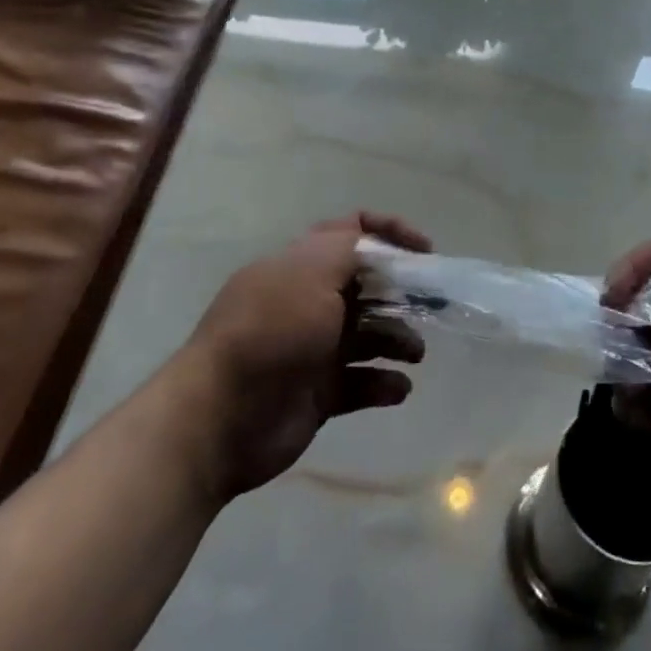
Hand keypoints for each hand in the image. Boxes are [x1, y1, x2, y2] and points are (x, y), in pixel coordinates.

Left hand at [179, 212, 430, 503]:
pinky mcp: (317, 393)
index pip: (350, 232)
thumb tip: (378, 246)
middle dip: (402, 293)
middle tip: (431, 307)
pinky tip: (398, 388)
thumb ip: (350, 251)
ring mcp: (312, 349)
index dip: (390, 233)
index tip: (425, 252)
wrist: (218, 418)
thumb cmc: (270, 333)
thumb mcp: (311, 273)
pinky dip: (383, 383)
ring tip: (415, 354)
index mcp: (301, 266)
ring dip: (397, 339)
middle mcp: (307, 302)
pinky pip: (360, 383)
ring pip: (368, 335)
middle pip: (366, 287)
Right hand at [603, 241, 650, 538]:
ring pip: (630, 349)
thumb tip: (618, 309)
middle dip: (618, 318)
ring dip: (618, 360)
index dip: (633, 267)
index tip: (612, 297)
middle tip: (611, 340)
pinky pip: (633, 396)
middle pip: (639, 303)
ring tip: (628, 380)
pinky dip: (627, 401)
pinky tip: (636, 412)